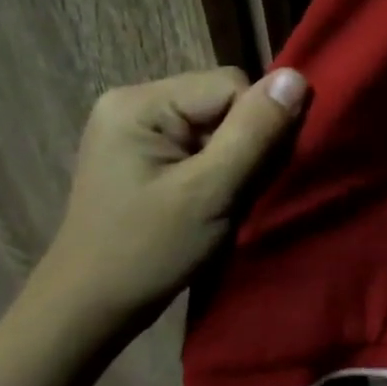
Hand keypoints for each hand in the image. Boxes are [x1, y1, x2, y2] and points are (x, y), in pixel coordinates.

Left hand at [23, 67, 307, 340]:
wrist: (89, 309)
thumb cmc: (148, 252)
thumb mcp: (210, 192)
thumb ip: (255, 132)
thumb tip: (297, 76)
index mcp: (140, 102)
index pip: (231, 85)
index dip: (257, 127)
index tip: (249, 178)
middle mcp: (133, 102)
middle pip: (224, 101)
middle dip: (244, 144)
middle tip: (234, 194)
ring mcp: (135, 129)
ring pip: (216, 125)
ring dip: (233, 161)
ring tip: (219, 202)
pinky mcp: (142, 155)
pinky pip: (199, 145)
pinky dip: (216, 171)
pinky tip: (206, 201)